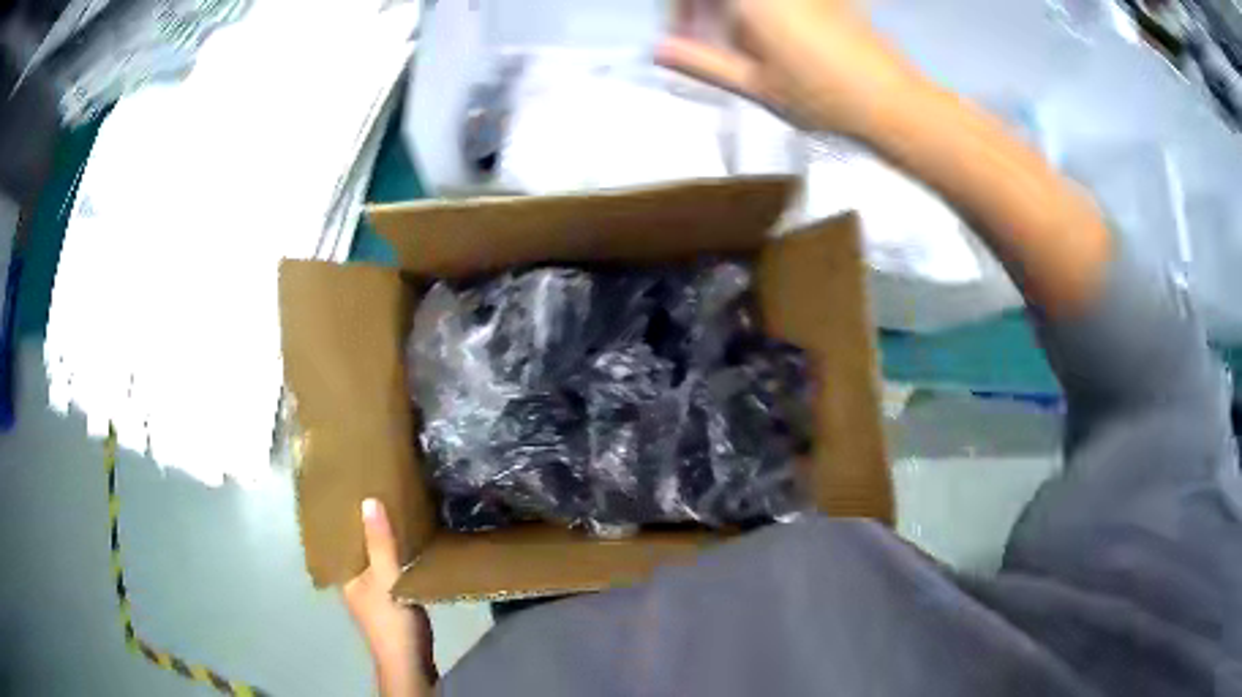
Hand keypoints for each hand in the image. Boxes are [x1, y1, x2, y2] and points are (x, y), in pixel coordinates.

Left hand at [344, 499, 435, 695]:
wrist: (410, 662)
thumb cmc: (391, 621)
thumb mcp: (386, 578)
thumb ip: (379, 543)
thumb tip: (368, 499)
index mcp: (345, 574)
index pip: (341, 538)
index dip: (346, 515)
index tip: (356, 487)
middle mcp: (354, 581)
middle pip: (358, 547)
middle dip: (367, 525)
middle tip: (381, 493)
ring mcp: (372, 594)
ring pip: (375, 559)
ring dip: (383, 541)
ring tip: (397, 512)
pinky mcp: (391, 602)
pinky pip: (390, 570)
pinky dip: (396, 557)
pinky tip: (410, 546)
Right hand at [657, 0, 917, 136]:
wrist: (891, 102)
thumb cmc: (821, 97)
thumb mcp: (755, 84)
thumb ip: (702, 62)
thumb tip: (659, 50)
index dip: (680, 9)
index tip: (679, 35)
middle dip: (704, 7)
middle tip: (703, 36)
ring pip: (752, 1)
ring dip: (734, 11)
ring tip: (741, 42)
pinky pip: (783, 3)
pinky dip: (762, 14)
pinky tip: (772, 37)